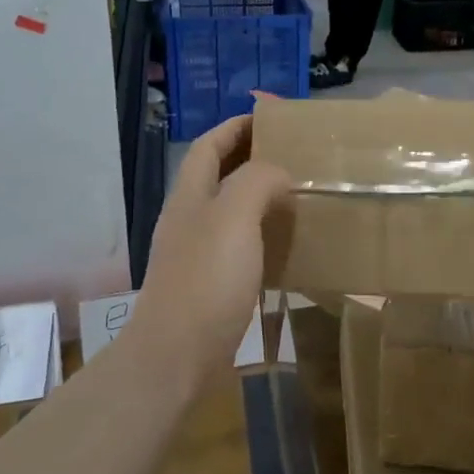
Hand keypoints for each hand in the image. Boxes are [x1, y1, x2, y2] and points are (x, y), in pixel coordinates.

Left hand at [131, 115, 290, 381]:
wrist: (177, 355)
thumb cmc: (206, 279)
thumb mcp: (234, 216)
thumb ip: (257, 181)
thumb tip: (278, 173)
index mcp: (191, 195)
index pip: (209, 145)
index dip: (235, 126)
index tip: (271, 118)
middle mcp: (190, 218)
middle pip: (217, 174)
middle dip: (249, 157)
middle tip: (292, 154)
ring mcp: (197, 252)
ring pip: (229, 209)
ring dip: (258, 195)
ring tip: (296, 194)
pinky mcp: (210, 283)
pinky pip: (239, 244)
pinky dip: (262, 233)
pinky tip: (285, 244)